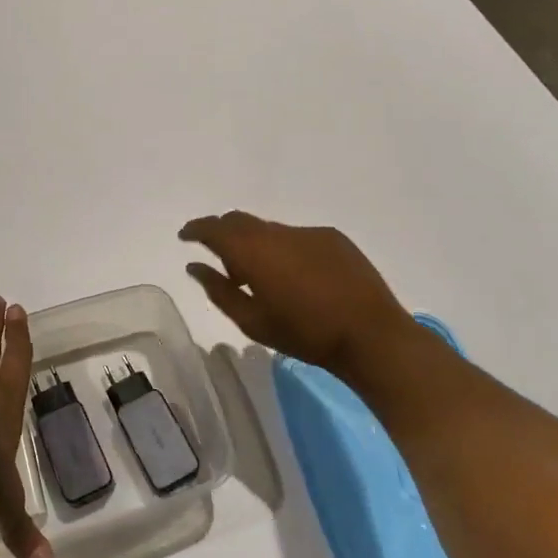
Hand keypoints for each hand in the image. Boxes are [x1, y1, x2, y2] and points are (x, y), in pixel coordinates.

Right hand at [179, 210, 421, 381]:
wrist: (371, 336)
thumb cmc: (305, 335)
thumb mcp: (252, 321)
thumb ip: (218, 290)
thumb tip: (194, 266)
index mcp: (253, 252)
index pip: (214, 228)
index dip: (196, 229)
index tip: (185, 236)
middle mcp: (277, 232)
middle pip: (239, 220)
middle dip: (224, 233)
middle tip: (223, 262)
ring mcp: (307, 232)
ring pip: (269, 229)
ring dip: (257, 245)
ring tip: (264, 278)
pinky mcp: (332, 238)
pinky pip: (296, 236)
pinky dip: (285, 250)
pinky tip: (299, 277)